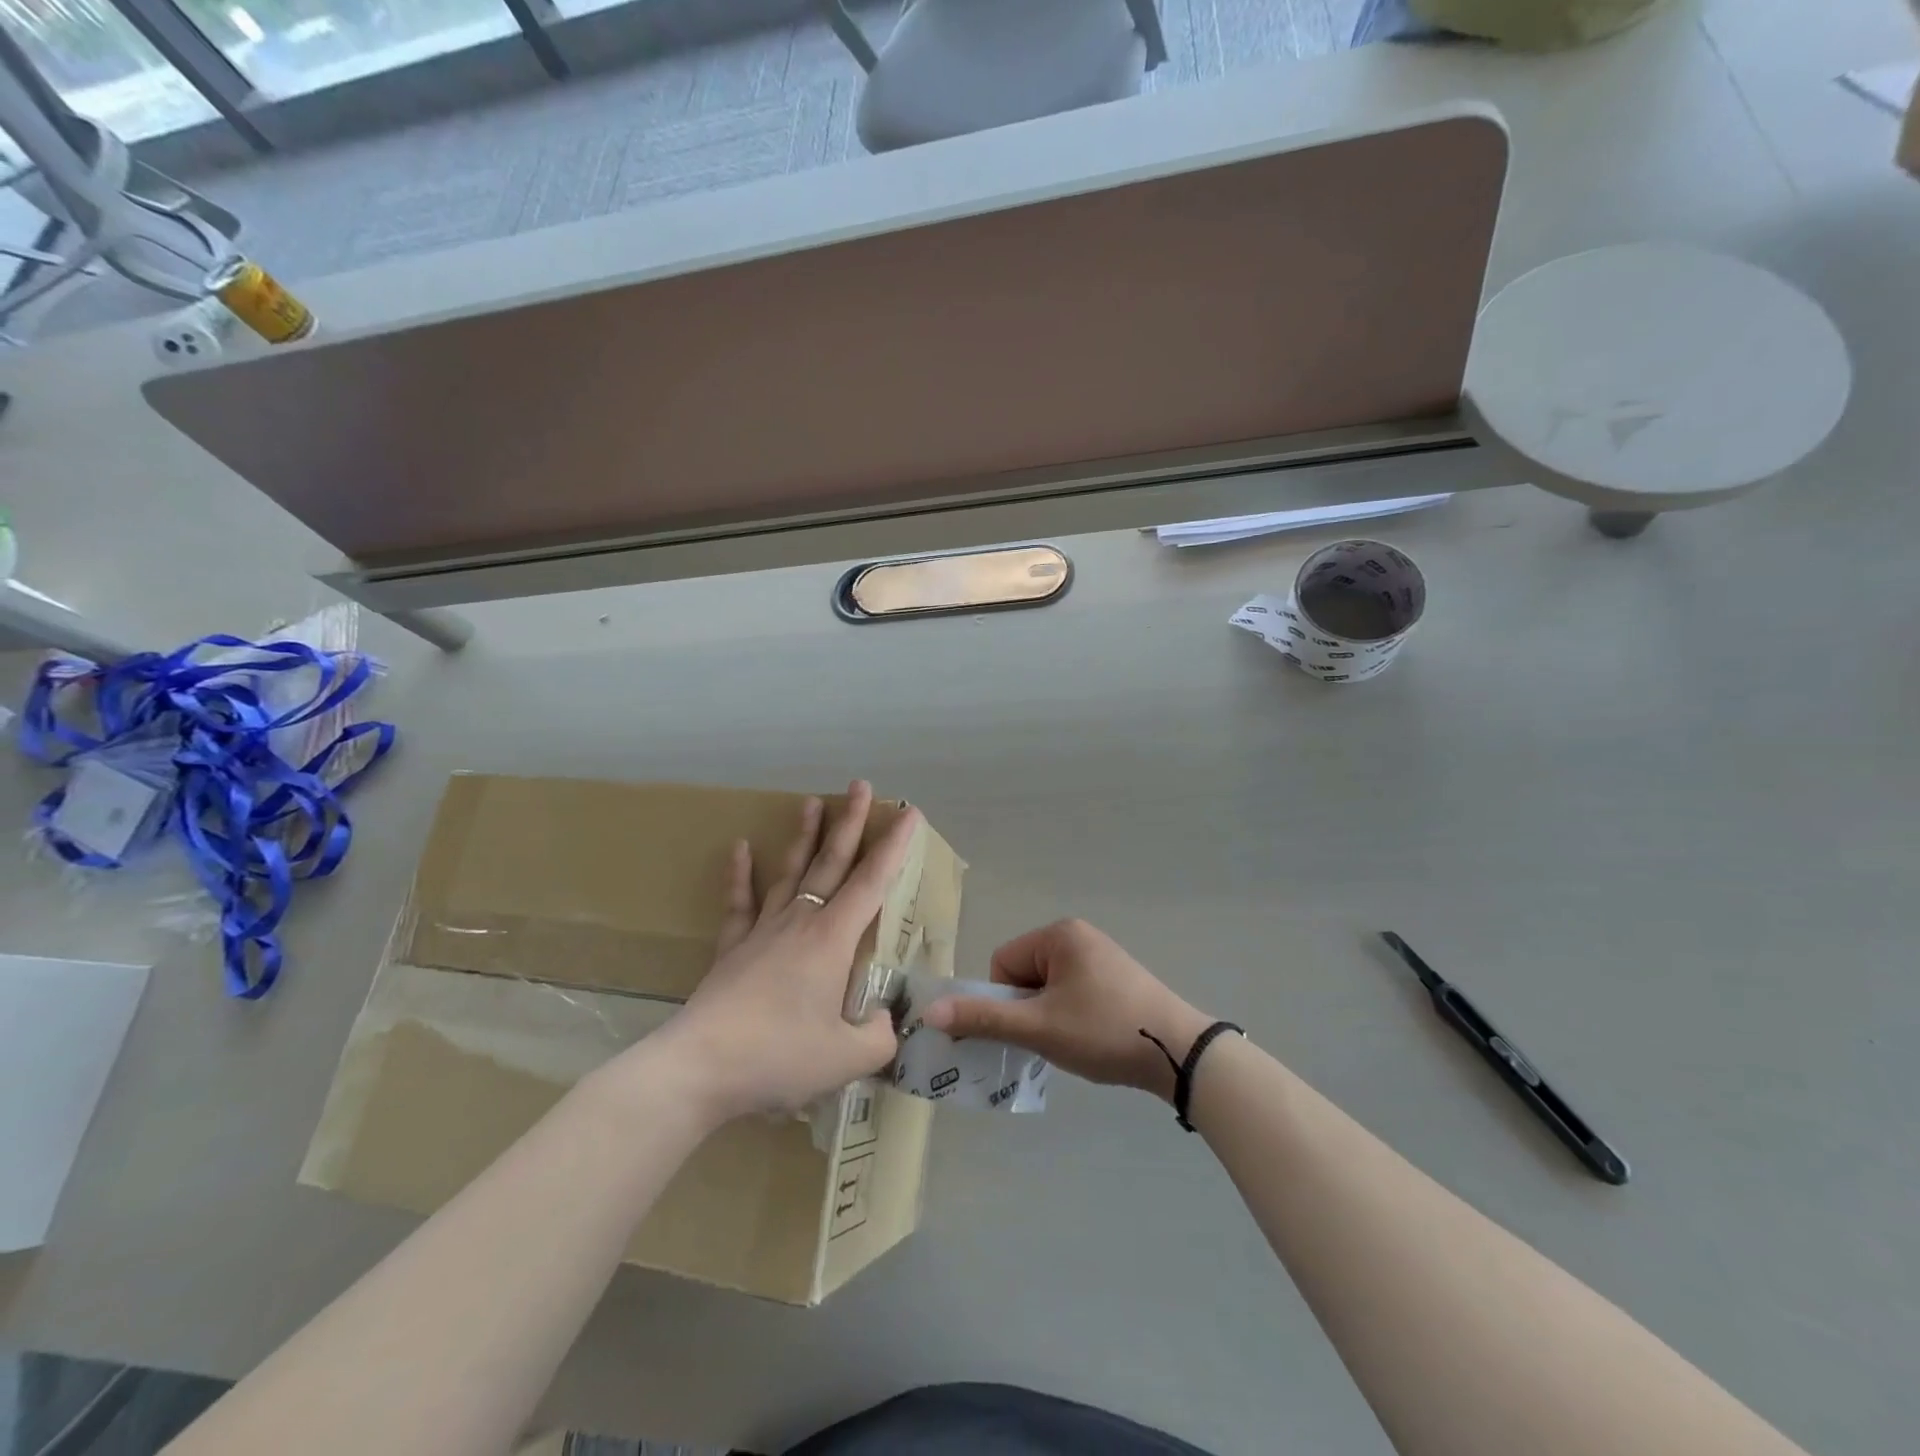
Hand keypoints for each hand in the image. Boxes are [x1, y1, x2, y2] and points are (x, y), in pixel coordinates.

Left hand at [640, 782, 915, 1123]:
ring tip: (811, 803)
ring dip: (804, 837)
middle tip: (859, 786)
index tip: (909, 813)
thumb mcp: (847, 1057)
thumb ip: (879, 1037)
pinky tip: (739, 848)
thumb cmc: (779, 1056)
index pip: (872, 882)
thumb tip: (884, 1023)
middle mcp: (801, 922)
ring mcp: (763, 931)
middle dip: (850, 823)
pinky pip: (739, 903)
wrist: (699, 1068)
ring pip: (790, 873)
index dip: (894, 847)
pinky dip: (740, 875)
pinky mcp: (732, 949)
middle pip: (831, 862)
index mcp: (833, 939)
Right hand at [922, 919, 1214, 1102]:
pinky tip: (1092, 1038)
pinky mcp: (1118, 977)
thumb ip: (983, 1018)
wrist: (1179, 1052)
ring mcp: (1101, 955)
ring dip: (1049, 1016)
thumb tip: (929, 1012)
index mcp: (1058, 934)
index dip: (1006, 1001)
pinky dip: (1072, 1016)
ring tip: (1075, 1042)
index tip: (1030, 1028)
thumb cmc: (1103, 1031)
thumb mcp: (1039, 1027)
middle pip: (1024, 974)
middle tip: (1053, 1038)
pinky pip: (1073, 991)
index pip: (1003, 963)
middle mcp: (1078, 935)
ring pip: (1048, 987)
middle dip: (1029, 1010)